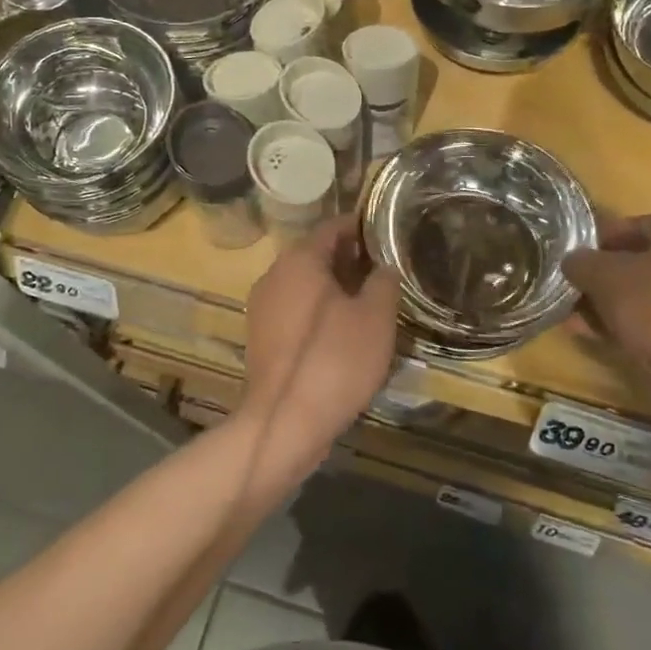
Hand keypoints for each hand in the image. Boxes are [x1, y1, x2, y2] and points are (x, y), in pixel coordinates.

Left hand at [238, 217, 401, 479]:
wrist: (285, 423)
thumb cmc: (335, 360)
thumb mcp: (375, 318)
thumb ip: (384, 282)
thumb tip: (384, 266)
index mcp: (299, 260)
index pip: (332, 227)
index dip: (362, 228)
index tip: (388, 234)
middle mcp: (274, 275)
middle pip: (316, 254)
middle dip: (350, 259)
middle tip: (385, 270)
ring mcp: (263, 307)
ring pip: (305, 284)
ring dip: (335, 287)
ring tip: (371, 301)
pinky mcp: (262, 337)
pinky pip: (295, 310)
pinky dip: (319, 311)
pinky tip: (344, 331)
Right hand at [562, 214, 650, 424]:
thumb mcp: (603, 276)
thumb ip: (581, 262)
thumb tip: (571, 261)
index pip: (633, 225)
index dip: (596, 241)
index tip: (571, 258)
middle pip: (640, 262)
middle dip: (602, 277)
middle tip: (571, 289)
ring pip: (648, 294)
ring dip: (611, 304)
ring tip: (574, 317)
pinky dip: (630, 325)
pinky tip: (595, 336)